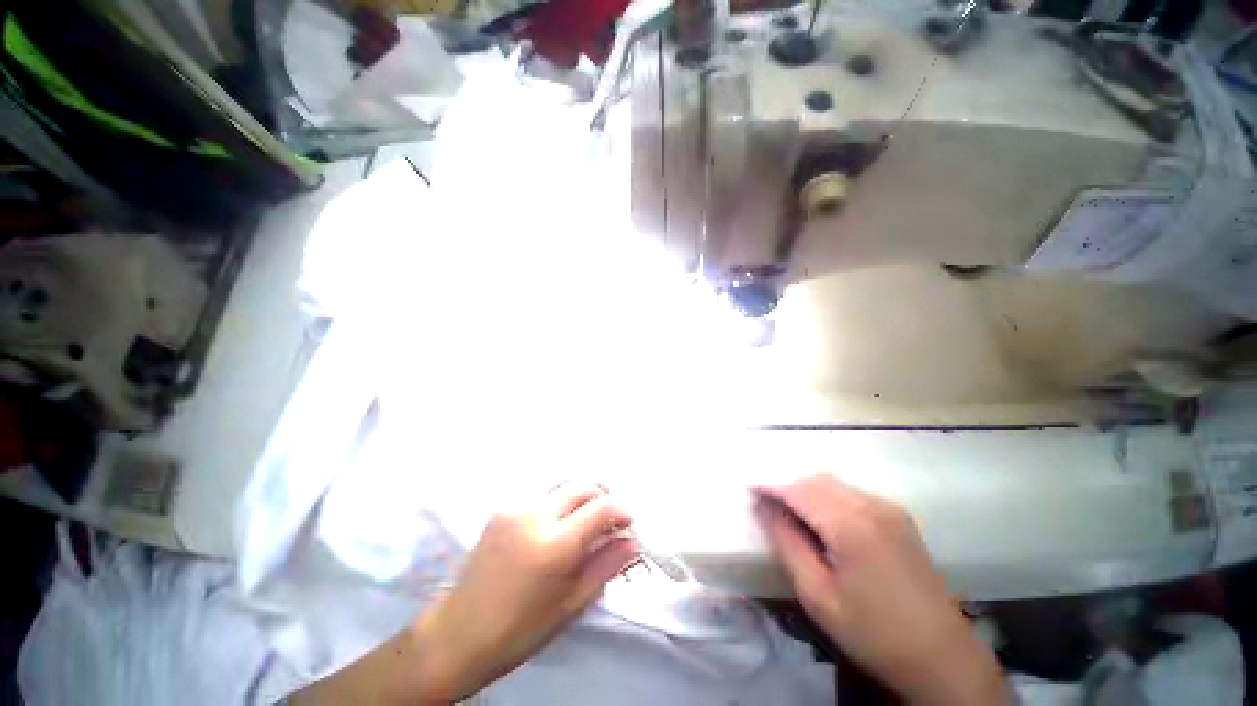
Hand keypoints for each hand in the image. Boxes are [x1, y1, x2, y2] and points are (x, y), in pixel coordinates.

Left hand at [289, 481, 637, 705]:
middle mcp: (535, 515)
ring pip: (563, 483)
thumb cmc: (518, 631)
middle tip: (610, 520)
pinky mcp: (503, 508)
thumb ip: (605, 566)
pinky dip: (561, 500)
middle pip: (583, 485)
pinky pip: (543, 493)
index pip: (601, 508)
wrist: (456, 634)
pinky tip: (558, 524)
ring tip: (587, 518)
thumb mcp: (570, 605)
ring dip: (582, 494)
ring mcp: (516, 507)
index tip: (629, 525)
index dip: (621, 511)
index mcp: (553, 545)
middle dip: (604, 496)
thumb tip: (633, 542)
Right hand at [754, 475, 1009, 705]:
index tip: (747, 491)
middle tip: (766, 507)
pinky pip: (851, 494)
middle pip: (815, 480)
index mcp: (850, 524)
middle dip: (786, 487)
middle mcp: (870, 505)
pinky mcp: (898, 517)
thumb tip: (762, 507)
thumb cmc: (872, 632)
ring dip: (806, 492)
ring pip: (833, 484)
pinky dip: (827, 498)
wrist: (941, 657)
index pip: (797, 489)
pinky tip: (824, 524)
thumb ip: (786, 543)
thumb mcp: (817, 594)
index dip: (769, 487)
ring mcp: (888, 508)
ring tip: (791, 516)